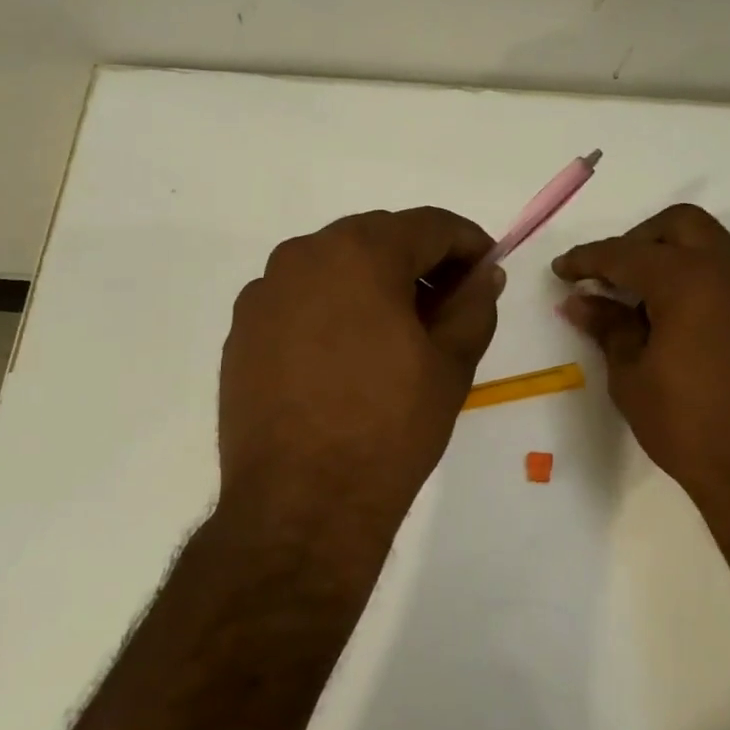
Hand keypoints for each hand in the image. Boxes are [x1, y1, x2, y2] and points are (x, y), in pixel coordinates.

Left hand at [217, 208, 503, 576]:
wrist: (301, 504)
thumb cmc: (389, 428)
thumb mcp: (451, 364)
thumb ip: (474, 305)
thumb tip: (484, 274)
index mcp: (360, 253)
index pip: (429, 225)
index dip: (468, 243)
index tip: (488, 269)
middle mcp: (303, 255)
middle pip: (377, 239)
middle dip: (420, 263)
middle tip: (448, 305)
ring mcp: (264, 293)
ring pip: (334, 267)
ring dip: (373, 284)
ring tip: (398, 334)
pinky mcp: (241, 331)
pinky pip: (299, 300)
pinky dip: (332, 309)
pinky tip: (347, 356)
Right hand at [553, 204, 729, 532]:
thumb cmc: (689, 427)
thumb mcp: (633, 377)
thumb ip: (608, 327)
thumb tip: (580, 300)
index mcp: (689, 279)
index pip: (625, 253)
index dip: (587, 259)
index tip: (562, 270)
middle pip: (681, 225)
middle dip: (640, 240)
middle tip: (613, 275)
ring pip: (718, 250)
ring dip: (680, 262)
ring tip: (653, 306)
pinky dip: (712, 287)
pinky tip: (698, 328)